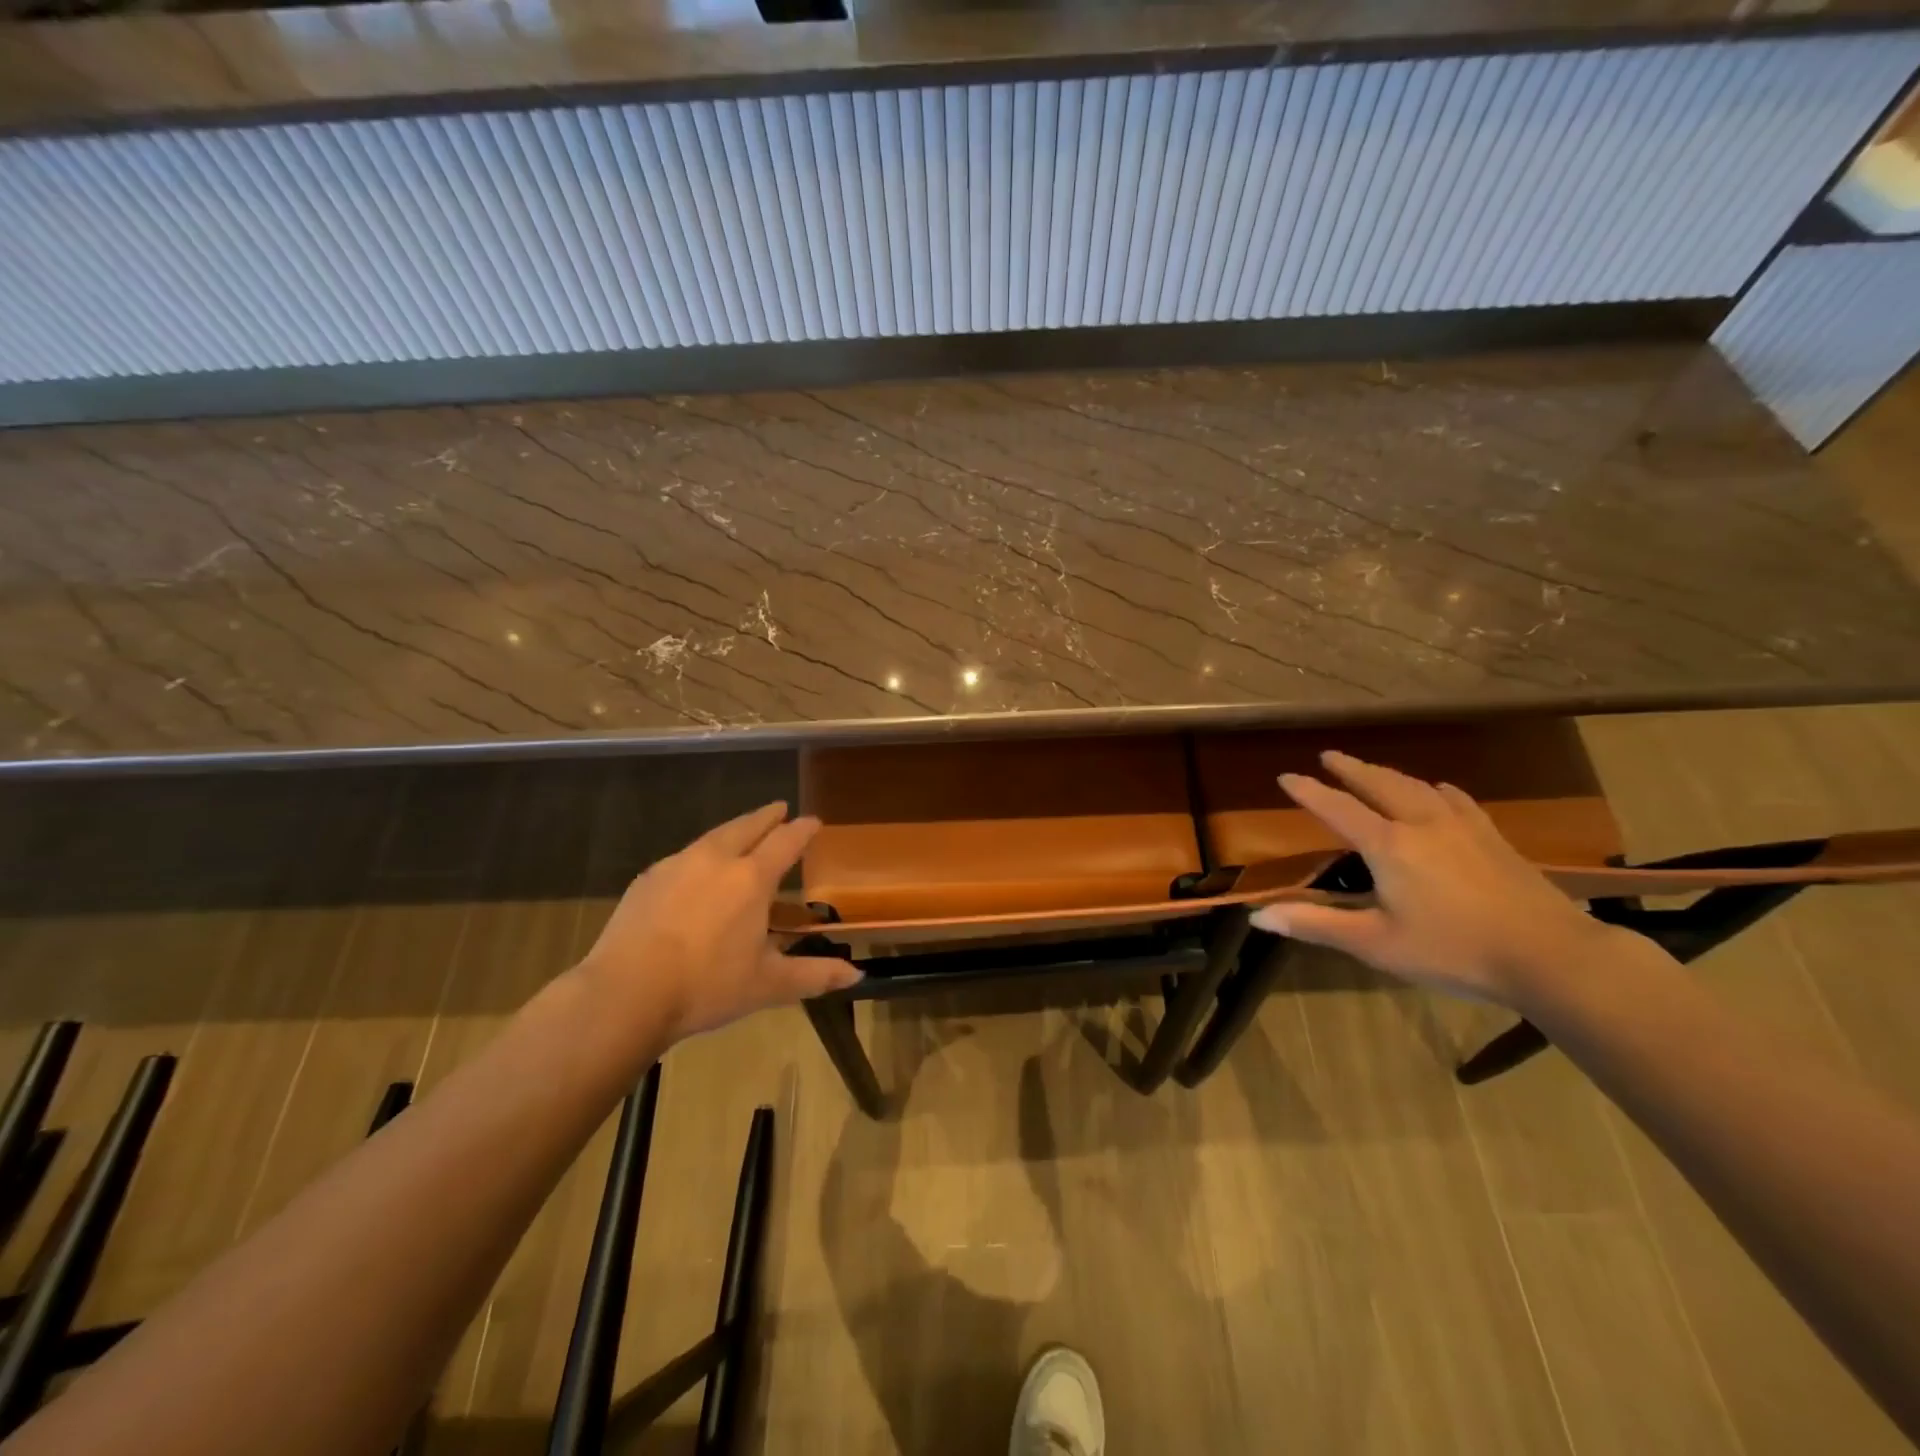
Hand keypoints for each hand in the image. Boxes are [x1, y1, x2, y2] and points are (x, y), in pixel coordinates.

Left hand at [577, 802, 860, 1043]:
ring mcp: (677, 865)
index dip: (803, 829)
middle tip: (779, 809)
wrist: (625, 994)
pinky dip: (700, 856)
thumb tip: (856, 976)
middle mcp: (716, 860)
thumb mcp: (768, 985)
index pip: (786, 842)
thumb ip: (814, 975)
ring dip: (732, 831)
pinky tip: (695, 874)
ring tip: (740, 835)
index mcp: (751, 878)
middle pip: (747, 826)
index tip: (814, 821)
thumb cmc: (707, 986)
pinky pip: (683, 857)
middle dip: (766, 816)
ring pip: (713, 837)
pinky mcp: (647, 880)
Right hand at [1250, 751, 1621, 1007]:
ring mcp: (1462, 827)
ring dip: (1387, 774)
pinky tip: (1438, 790)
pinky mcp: (1493, 837)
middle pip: (1379, 783)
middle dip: (1350, 768)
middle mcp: (1421, 823)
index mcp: (1388, 846)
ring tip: (1371, 769)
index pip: (1337, 808)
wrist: (1551, 956)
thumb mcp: (1376, 944)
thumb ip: (1317, 925)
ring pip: (1416, 786)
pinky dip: (1434, 789)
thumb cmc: (1454, 951)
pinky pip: (1456, 799)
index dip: (1309, 791)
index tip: (1286, 776)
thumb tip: (1258, 916)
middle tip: (1328, 756)